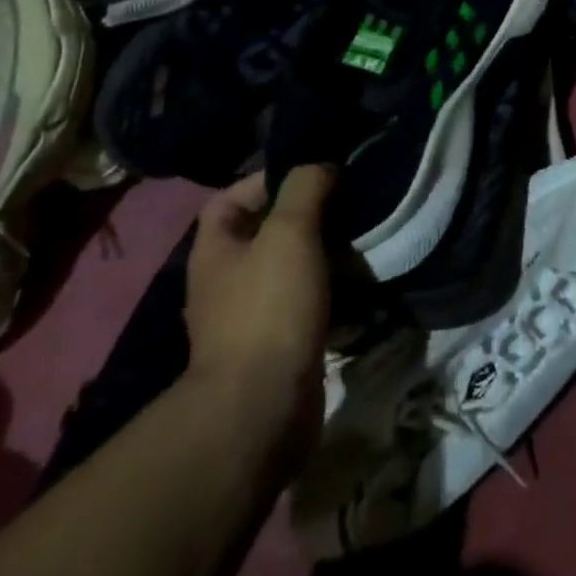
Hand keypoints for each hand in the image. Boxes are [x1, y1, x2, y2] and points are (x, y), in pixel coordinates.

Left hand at [181, 166, 335, 441]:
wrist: (263, 409)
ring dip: (322, 253)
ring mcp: (250, 317)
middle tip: (347, 203)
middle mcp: (225, 281)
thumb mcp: (289, 232)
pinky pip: (305, 303)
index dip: (266, 179)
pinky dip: (329, 290)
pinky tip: (359, 283)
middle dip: (305, 215)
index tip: (312, 174)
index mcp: (215, 250)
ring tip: (360, 238)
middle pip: (264, 232)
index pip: (229, 198)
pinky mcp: (278, 346)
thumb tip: (322, 166)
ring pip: (289, 268)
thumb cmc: (269, 308)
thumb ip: (305, 188)